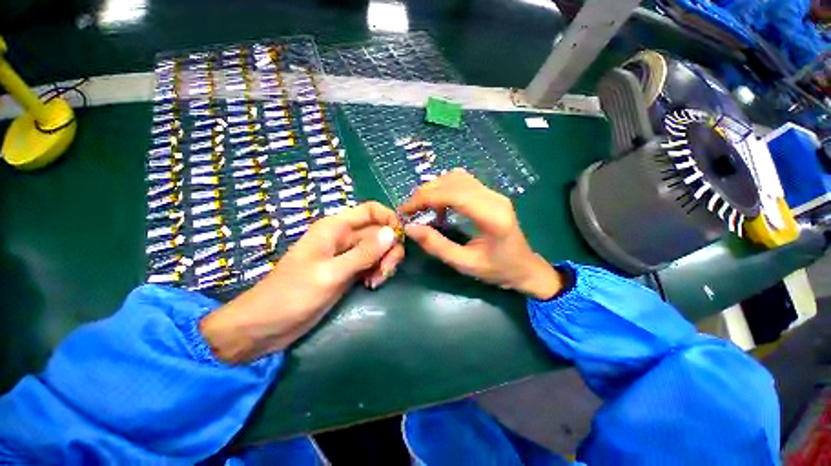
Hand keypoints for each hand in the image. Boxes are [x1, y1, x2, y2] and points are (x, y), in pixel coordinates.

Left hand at [200, 201, 404, 362]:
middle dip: (389, 248)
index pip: (371, 210)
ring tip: (376, 281)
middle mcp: (343, 237)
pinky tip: (371, 285)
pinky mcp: (347, 271)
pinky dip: (376, 272)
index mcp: (335, 228)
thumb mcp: (331, 273)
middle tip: (386, 271)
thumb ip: (364, 253)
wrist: (264, 326)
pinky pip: (371, 264)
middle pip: (378, 232)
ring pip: (377, 249)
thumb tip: (392, 233)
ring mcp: (346, 255)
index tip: (400, 239)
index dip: (389, 219)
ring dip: (384, 262)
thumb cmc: (292, 295)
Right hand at [400, 168, 561, 299]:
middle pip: (453, 181)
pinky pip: (462, 183)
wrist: (525, 268)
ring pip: (456, 177)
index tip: (405, 211)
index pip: (453, 194)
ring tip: (422, 208)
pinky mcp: (490, 195)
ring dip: (434, 189)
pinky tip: (439, 206)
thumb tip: (410, 227)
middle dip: (425, 193)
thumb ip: (436, 245)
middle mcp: (494, 198)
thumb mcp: (464, 264)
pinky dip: (444, 190)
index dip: (424, 198)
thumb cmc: (497, 270)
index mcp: (491, 216)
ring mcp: (493, 193)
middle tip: (409, 211)